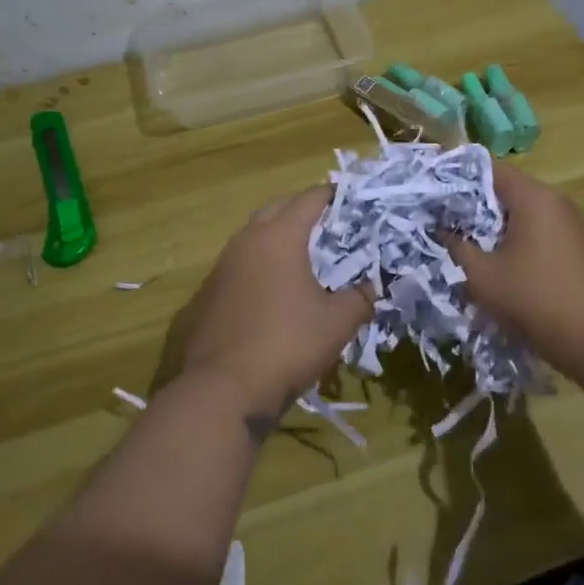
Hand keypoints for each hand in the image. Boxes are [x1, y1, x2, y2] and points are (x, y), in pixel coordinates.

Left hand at [170, 187, 372, 414]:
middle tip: (331, 225)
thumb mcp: (337, 323)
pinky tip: (277, 288)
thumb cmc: (287, 345)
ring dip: (280, 236)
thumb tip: (373, 287)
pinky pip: (242, 262)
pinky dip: (262, 263)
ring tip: (307, 255)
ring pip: (255, 235)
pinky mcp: (210, 292)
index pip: (310, 199)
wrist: (223, 389)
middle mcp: (247, 241)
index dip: (334, 196)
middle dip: (304, 210)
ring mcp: (223, 266)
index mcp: (279, 237)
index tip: (353, 200)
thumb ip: (360, 298)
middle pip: (278, 208)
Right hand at [445, 163, 583, 371]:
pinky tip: (493, 260)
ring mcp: (568, 224)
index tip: (432, 189)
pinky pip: (535, 230)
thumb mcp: (482, 275)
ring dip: (491, 224)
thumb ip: (456, 246)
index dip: (458, 175)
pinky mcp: (573, 246)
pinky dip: (512, 238)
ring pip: (520, 212)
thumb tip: (439, 229)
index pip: (490, 168)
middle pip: (505, 189)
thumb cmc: (533, 299)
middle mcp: (554, 202)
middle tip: (440, 217)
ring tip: (461, 240)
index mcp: (533, 198)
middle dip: (472, 202)